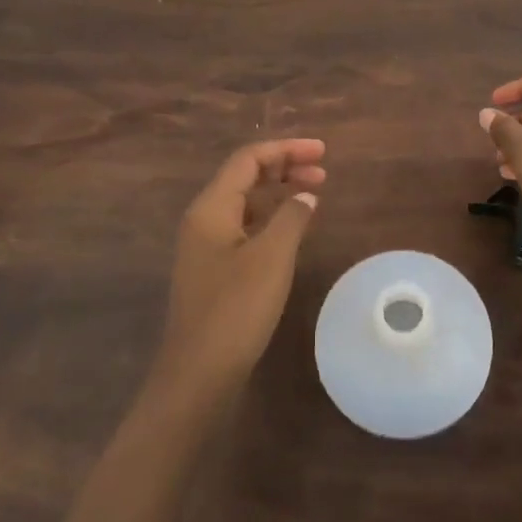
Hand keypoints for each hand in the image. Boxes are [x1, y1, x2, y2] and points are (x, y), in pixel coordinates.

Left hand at [155, 139, 325, 399]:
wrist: (199, 372)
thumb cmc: (236, 309)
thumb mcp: (271, 258)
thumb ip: (291, 217)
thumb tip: (305, 195)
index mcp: (211, 208)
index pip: (248, 159)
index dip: (286, 149)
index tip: (322, 153)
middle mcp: (204, 219)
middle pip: (245, 177)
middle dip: (284, 167)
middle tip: (323, 172)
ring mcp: (206, 245)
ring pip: (245, 202)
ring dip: (278, 192)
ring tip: (314, 193)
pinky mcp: (214, 268)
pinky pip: (244, 226)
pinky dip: (270, 218)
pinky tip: (292, 228)